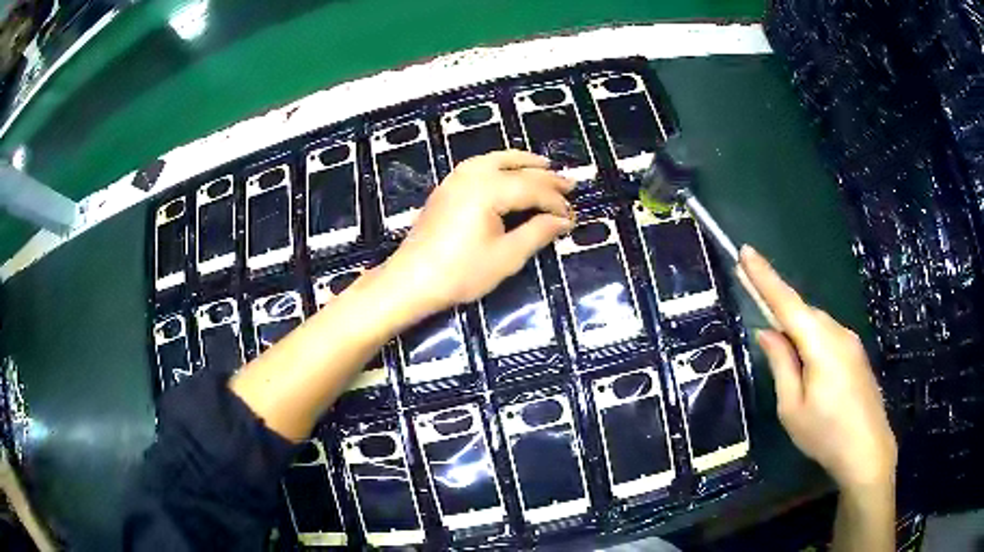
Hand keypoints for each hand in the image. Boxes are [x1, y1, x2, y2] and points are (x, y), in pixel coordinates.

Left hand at [378, 150, 574, 318]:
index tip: (572, 217)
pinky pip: (480, 164)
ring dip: (522, 162)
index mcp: (489, 189)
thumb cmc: (460, 273)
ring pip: (496, 159)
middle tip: (570, 185)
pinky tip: (508, 171)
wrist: (411, 280)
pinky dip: (500, 164)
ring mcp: (456, 178)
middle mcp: (472, 175)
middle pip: (517, 169)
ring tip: (544, 166)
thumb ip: (538, 232)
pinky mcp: (447, 187)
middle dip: (546, 178)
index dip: (556, 202)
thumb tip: (563, 221)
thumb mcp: (506, 256)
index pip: (533, 189)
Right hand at [740, 246, 896, 491]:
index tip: (745, 252)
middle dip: (781, 312)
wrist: (868, 451)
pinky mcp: (856, 354)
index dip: (764, 277)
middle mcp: (838, 333)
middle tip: (760, 325)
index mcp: (820, 344)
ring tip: (788, 364)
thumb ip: (781, 365)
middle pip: (803, 313)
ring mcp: (851, 342)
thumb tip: (768, 333)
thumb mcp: (792, 408)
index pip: (787, 302)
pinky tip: (809, 371)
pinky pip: (828, 337)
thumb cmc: (825, 435)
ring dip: (797, 332)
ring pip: (817, 325)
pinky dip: (812, 342)